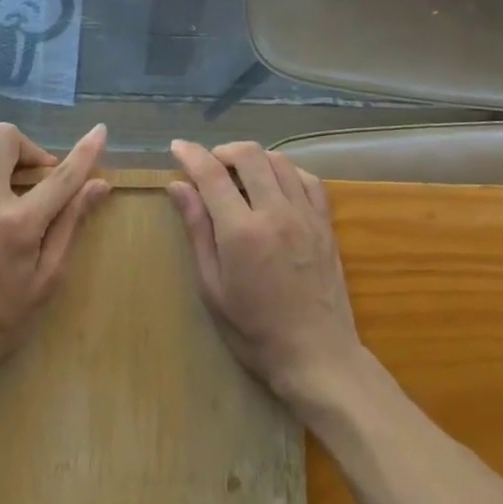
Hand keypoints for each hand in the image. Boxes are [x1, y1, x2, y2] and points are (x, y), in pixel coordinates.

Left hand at [0, 123, 110, 394]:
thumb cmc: (2, 321)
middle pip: (4, 138)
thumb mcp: (48, 279)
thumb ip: (71, 224)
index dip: (86, 150)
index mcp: (18, 225)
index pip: (60, 176)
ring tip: (9, 177)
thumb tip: (99, 185)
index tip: (100, 131)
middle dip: (29, 146)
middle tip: (40, 176)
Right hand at [167, 140, 361, 408]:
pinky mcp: (325, 223)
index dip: (191, 154)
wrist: (316, 355)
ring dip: (255, 158)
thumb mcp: (212, 287)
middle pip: (250, 155)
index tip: (177, 147)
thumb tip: (178, 186)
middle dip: (224, 150)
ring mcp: (305, 215)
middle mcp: (276, 212)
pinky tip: (276, 185)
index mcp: (242, 231)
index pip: (212, 174)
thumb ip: (197, 230)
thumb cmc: (254, 331)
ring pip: (279, 161)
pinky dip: (286, 171)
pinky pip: (308, 179)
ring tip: (240, 176)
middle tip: (209, 166)